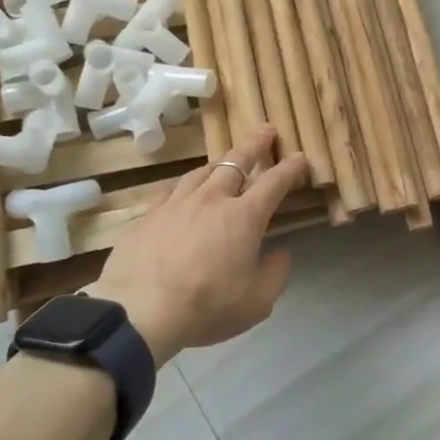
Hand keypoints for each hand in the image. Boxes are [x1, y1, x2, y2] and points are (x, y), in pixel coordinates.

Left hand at [89, 126, 310, 365]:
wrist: (140, 310)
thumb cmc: (206, 306)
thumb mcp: (257, 303)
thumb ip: (275, 275)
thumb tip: (280, 254)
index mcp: (244, 217)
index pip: (274, 183)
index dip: (290, 168)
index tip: (300, 157)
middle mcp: (212, 199)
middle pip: (236, 161)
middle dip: (255, 144)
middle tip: (265, 129)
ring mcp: (177, 203)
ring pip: (202, 170)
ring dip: (220, 161)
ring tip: (226, 158)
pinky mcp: (149, 214)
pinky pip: (171, 189)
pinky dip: (185, 184)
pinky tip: (183, 187)